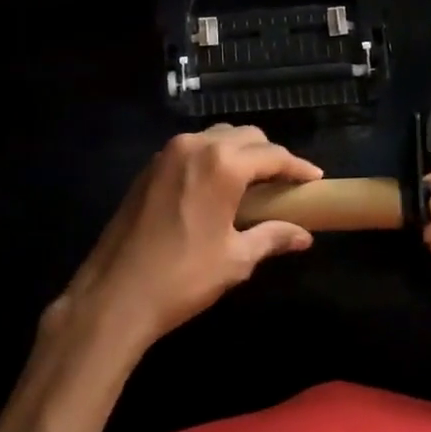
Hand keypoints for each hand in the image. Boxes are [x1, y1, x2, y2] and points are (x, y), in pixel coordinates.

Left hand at [54, 124, 322, 352]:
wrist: (115, 294)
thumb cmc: (183, 277)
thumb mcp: (235, 259)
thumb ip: (272, 237)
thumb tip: (304, 236)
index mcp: (222, 164)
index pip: (272, 155)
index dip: (297, 167)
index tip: (315, 179)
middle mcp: (195, 146)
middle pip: (245, 137)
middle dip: (270, 155)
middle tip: (286, 183)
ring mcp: (167, 153)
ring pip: (216, 138)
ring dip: (240, 153)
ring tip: (255, 182)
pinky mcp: (149, 167)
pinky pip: (192, 149)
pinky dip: (213, 158)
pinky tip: (219, 185)